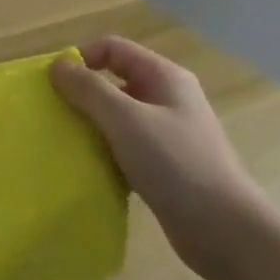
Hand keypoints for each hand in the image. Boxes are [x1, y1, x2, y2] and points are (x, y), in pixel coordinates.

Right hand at [51, 37, 272, 279]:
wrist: (226, 231)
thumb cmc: (175, 164)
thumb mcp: (125, 119)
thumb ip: (89, 89)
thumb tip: (57, 65)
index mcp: (164, 77)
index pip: (113, 48)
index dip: (81, 58)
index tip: (54, 85)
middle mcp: (168, 98)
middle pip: (115, 80)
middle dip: (83, 93)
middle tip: (56, 114)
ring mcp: (169, 132)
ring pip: (119, 115)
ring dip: (92, 123)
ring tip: (68, 141)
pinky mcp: (166, 164)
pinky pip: (126, 145)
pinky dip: (106, 150)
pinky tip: (91, 166)